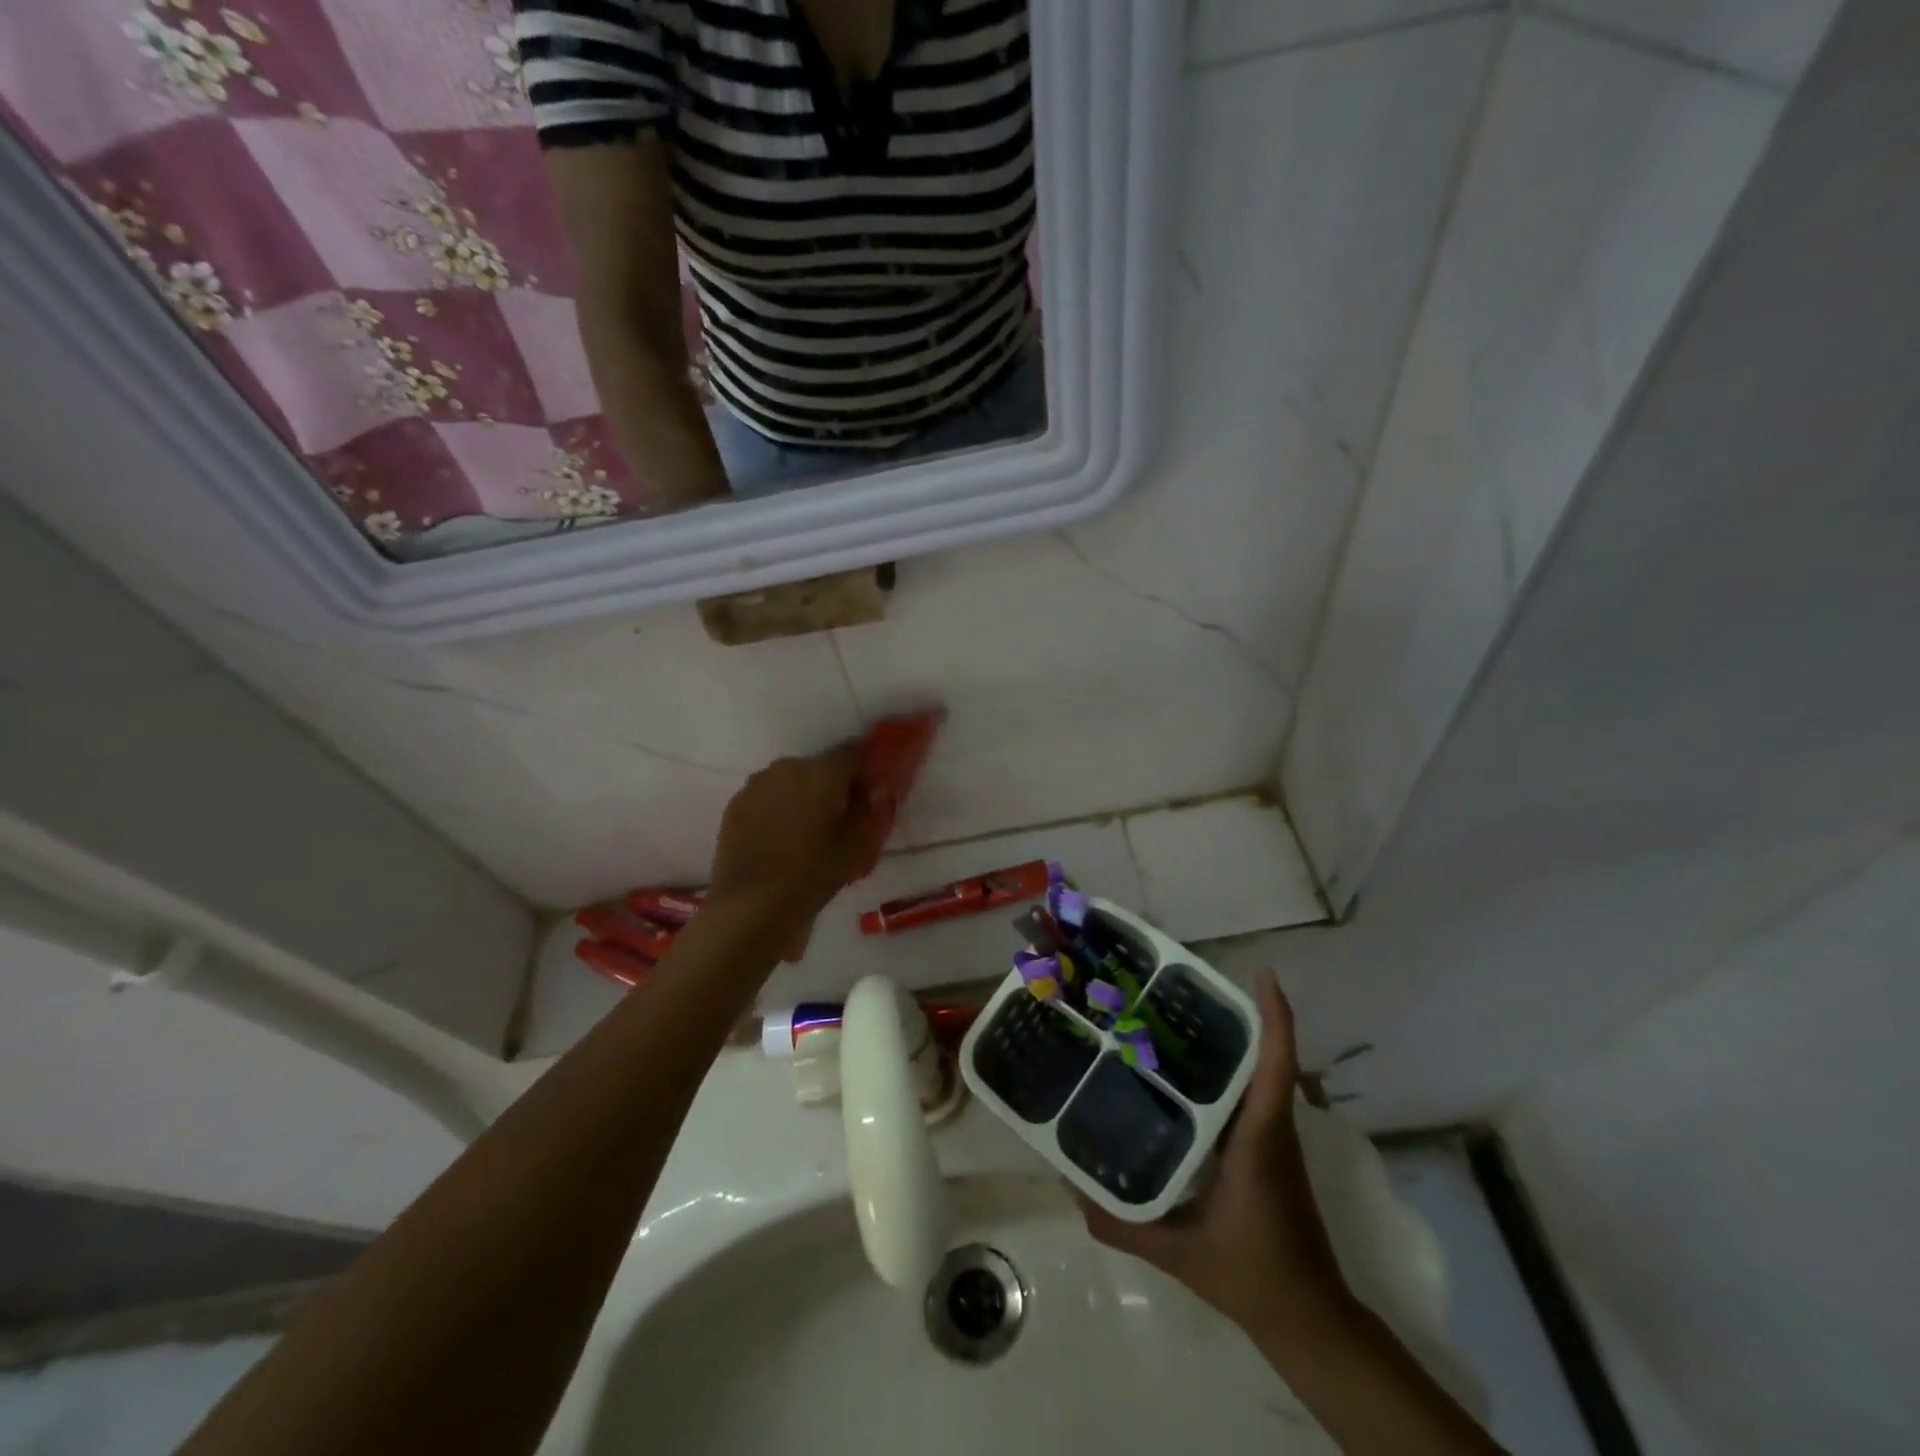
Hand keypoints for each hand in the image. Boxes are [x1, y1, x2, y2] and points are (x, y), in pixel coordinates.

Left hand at [707, 746, 879, 951]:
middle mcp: (788, 767)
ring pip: (790, 780)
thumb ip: (870, 810)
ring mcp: (757, 783)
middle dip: (833, 784)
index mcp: (823, 772)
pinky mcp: (735, 804)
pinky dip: (778, 808)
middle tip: (841, 815)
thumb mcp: (858, 846)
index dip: (865, 768)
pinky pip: (767, 796)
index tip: (871, 790)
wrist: (752, 905)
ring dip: (803, 795)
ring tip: (808, 828)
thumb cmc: (814, 873)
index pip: (853, 752)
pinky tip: (781, 837)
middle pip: (820, 766)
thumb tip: (873, 791)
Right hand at [1080, 974, 1351, 1339]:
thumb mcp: (1179, 1253)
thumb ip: (1121, 1223)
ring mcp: (1273, 1139)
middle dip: (1231, 1015)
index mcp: (1259, 1139)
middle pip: (1262, 1057)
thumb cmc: (1252, 1276)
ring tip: (1172, 1020)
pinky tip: (1182, 1077)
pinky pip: (1249, 1097)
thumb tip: (1068, 1187)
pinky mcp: (1268, 1151)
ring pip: (1256, 1075)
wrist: (1309, 1320)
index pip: (1276, 1066)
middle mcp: (1271, 1128)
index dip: (1276, 1017)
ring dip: (1227, 1042)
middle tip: (1180, 989)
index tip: (1262, 975)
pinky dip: (1225, 1073)